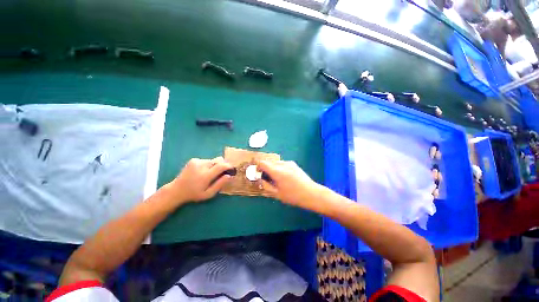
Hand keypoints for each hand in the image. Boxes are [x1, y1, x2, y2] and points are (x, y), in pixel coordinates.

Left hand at [169, 157, 232, 202]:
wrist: (176, 190)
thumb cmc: (194, 194)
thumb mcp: (208, 194)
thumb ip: (219, 184)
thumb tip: (229, 176)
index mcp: (205, 176)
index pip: (221, 166)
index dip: (229, 166)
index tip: (232, 168)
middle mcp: (201, 166)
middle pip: (218, 160)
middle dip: (223, 164)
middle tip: (223, 171)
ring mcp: (197, 162)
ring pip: (213, 160)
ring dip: (215, 165)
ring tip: (210, 173)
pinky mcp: (193, 160)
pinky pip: (206, 160)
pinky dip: (208, 165)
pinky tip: (203, 171)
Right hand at [256, 160, 320, 209]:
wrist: (311, 193)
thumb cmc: (293, 196)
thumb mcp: (276, 193)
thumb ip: (265, 185)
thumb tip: (259, 179)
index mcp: (277, 171)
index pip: (262, 163)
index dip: (257, 166)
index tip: (257, 173)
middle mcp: (282, 164)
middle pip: (268, 162)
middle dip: (264, 168)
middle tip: (266, 178)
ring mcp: (289, 163)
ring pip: (275, 162)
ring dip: (272, 168)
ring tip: (275, 179)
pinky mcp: (294, 164)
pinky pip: (282, 163)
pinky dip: (278, 168)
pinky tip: (283, 177)